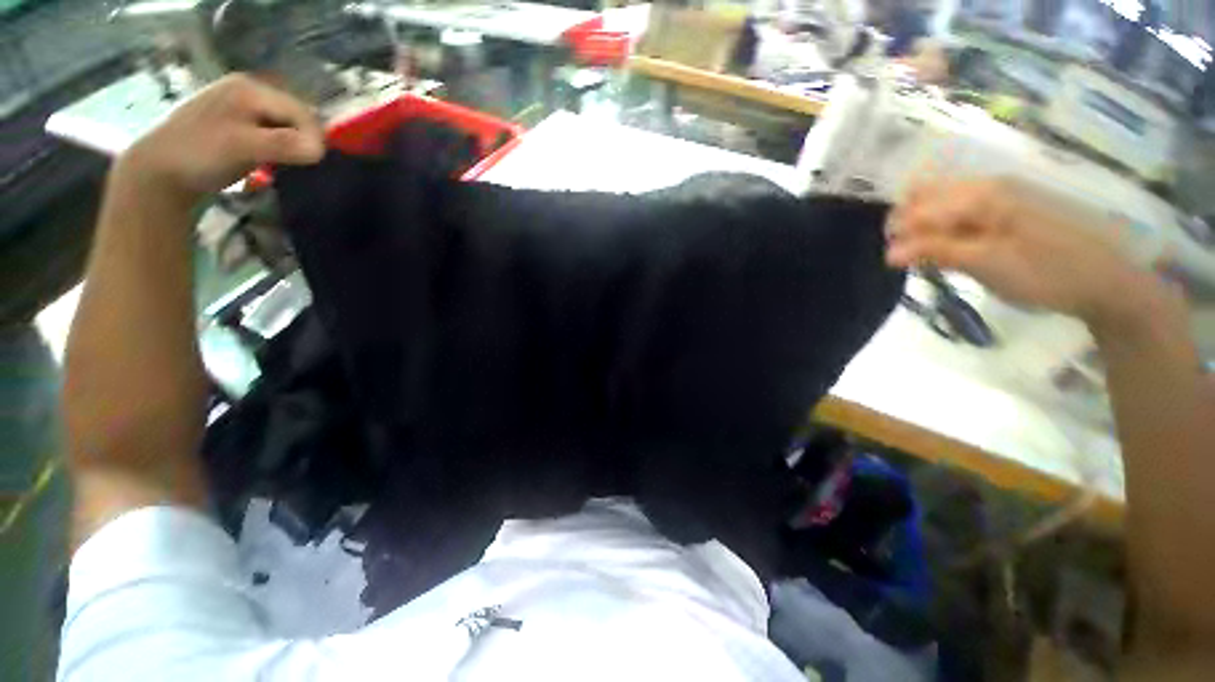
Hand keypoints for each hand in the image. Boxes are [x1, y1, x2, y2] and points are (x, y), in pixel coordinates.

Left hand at [116, 73, 323, 204]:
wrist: (159, 172)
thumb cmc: (200, 155)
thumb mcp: (243, 147)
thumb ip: (284, 144)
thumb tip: (321, 151)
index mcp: (250, 88)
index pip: (301, 111)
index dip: (313, 137)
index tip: (313, 164)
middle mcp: (249, 90)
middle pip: (295, 116)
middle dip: (303, 141)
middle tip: (299, 166)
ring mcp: (242, 106)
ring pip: (286, 126)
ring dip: (293, 147)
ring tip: (285, 165)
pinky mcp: (238, 123)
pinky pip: (273, 132)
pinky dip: (280, 148)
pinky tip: (272, 161)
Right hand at [885, 178, 1176, 332]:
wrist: (1107, 279)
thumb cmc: (1047, 273)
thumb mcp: (987, 265)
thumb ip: (938, 252)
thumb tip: (889, 253)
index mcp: (983, 195)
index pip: (921, 208)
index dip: (899, 234)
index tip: (891, 262)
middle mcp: (989, 184)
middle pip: (929, 196)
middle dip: (908, 225)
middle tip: (907, 258)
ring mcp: (1003, 193)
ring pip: (944, 201)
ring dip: (926, 226)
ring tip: (925, 255)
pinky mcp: (1011, 206)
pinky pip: (963, 208)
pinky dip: (946, 226)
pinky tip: (949, 246)